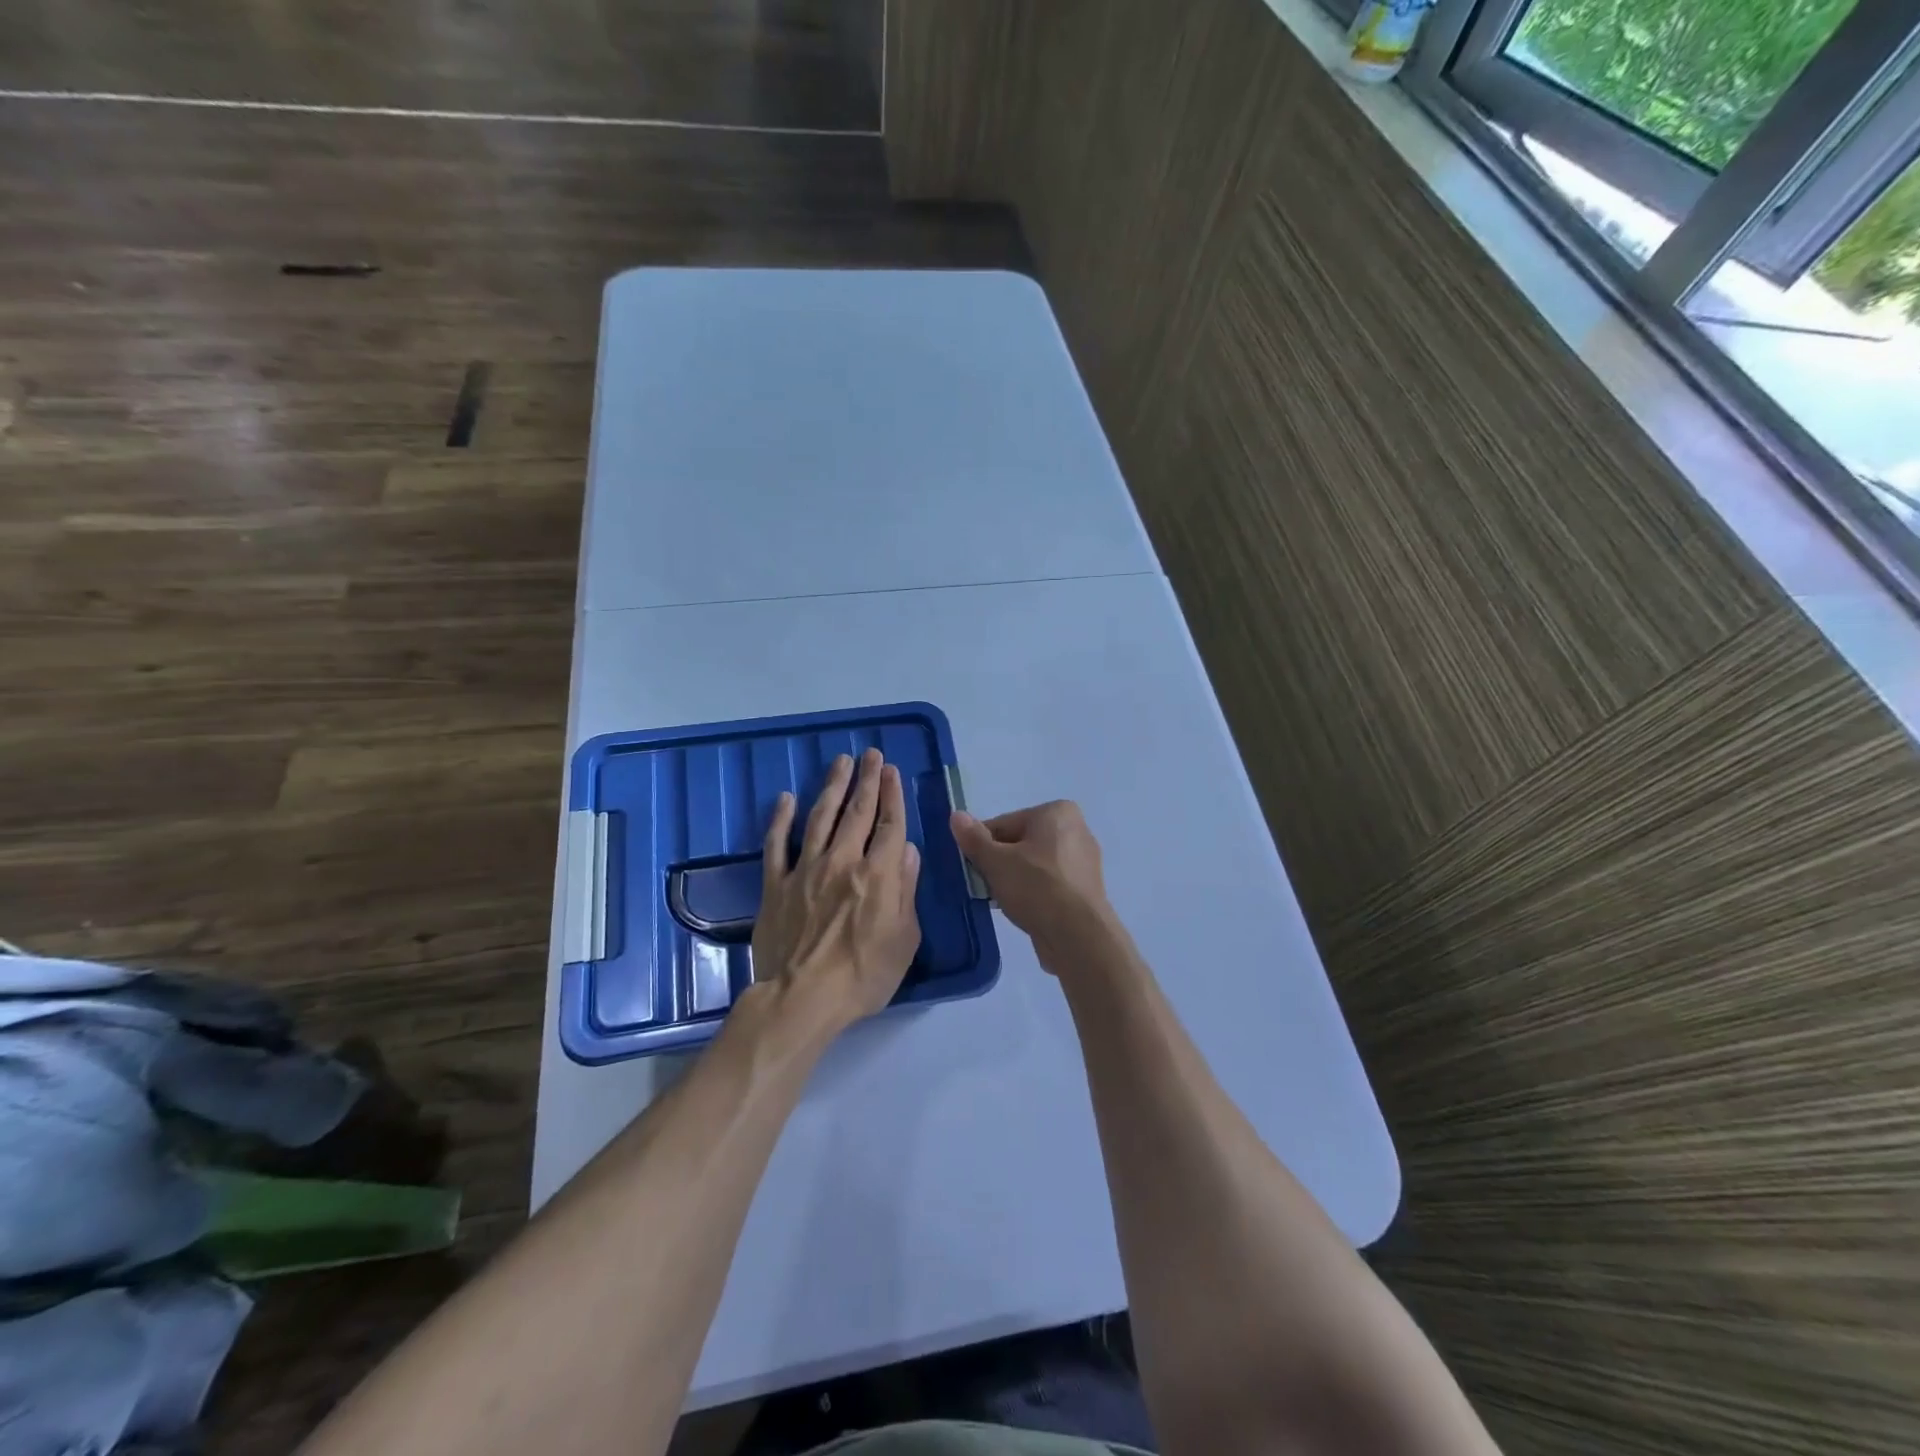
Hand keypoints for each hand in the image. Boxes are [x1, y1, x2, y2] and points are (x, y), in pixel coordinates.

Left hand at [752, 748, 921, 1037]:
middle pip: (857, 812)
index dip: (892, 795)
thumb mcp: (904, 938)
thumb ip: (905, 889)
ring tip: (841, 762)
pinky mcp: (776, 884)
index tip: (892, 771)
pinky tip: (786, 798)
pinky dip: (781, 819)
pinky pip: (777, 844)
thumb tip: (908, 849)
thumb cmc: (863, 976)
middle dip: (867, 780)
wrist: (802, 999)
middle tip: (871, 755)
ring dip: (832, 787)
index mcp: (877, 875)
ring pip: (820, 818)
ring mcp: (805, 870)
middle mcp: (842, 862)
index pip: (889, 825)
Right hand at [949, 801, 1112, 968]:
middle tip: (986, 886)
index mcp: (1057, 812)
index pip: (1005, 824)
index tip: (973, 868)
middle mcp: (1077, 830)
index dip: (983, 846)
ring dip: (1015, 881)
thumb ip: (974, 838)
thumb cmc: (1036, 887)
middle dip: (1000, 864)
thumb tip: (956, 815)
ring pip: (1035, 866)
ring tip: (1003, 902)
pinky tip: (1023, 911)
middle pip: (1021, 843)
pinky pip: (1050, 884)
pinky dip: (1035, 894)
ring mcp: (1084, 862)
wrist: (1077, 936)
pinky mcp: (1086, 890)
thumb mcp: (995, 861)